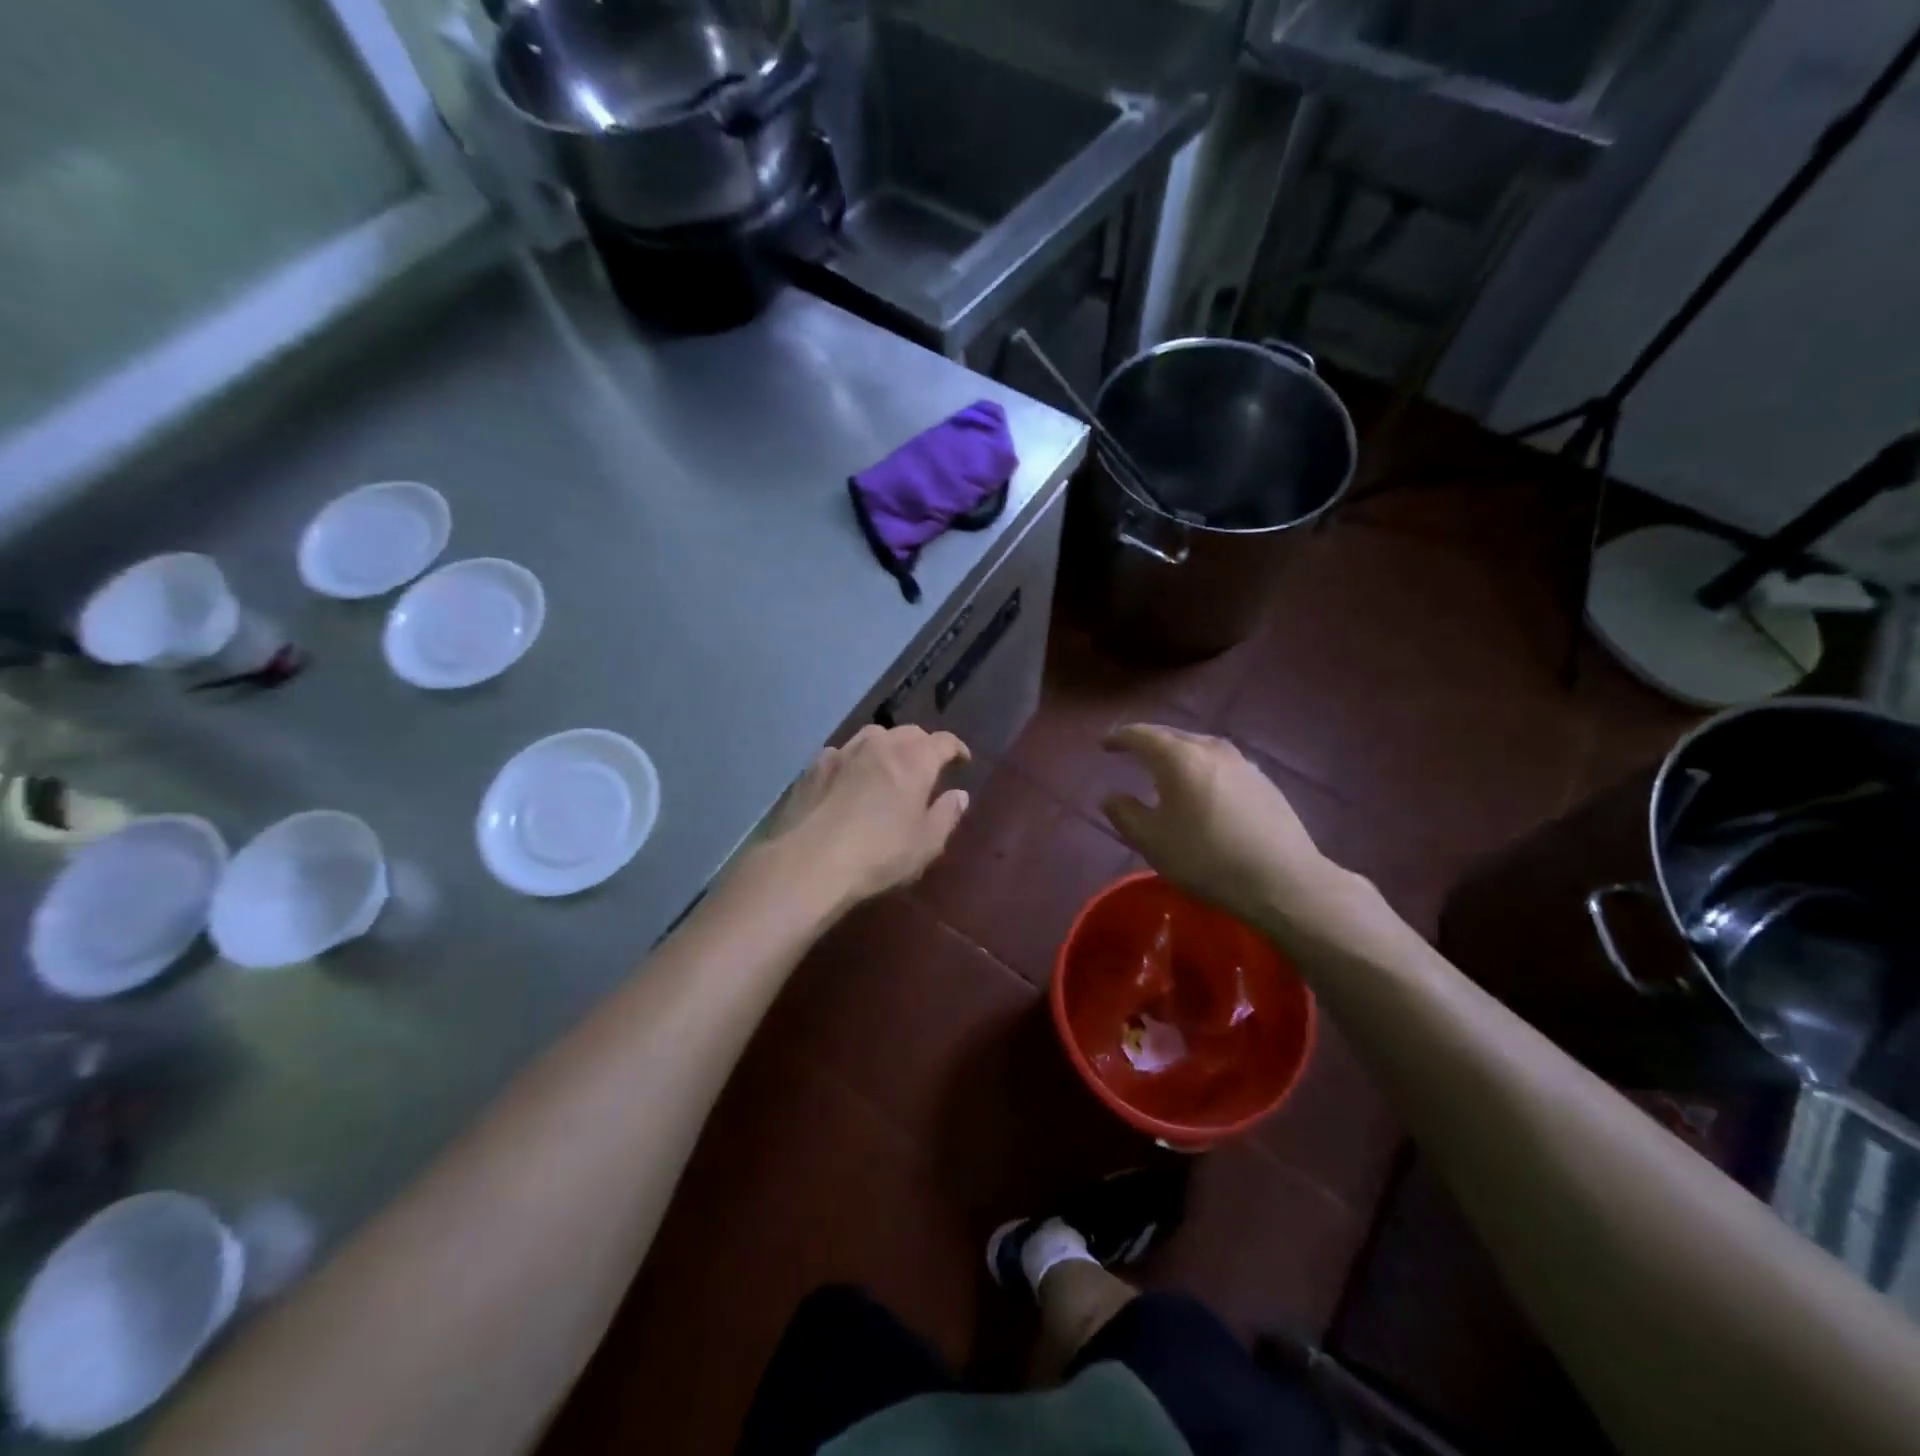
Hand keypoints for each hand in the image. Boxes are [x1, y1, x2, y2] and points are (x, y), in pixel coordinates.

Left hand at [759, 725, 971, 910]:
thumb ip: (947, 815)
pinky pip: (842, 752)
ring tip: (887, 766)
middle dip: (923, 745)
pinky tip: (849, 778)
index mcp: (915, 760)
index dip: (956, 749)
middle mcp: (881, 745)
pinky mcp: (814, 766)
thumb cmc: (880, 854)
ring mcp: (844, 751)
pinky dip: (853, 760)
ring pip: (873, 735)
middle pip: (909, 733)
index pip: (943, 741)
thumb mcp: (926, 843)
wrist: (811, 861)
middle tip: (927, 766)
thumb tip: (959, 795)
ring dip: (887, 746)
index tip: (962, 760)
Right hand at [1101, 724, 1361, 942]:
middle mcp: (1211, 749)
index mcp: (1180, 757)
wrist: (1283, 880)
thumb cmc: (1207, 858)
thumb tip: (1112, 796)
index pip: (1142, 735)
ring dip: (1178, 754)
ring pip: (1200, 748)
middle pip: (1173, 735)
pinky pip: (1220, 764)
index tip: (1105, 744)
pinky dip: (1201, 769)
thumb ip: (1125, 814)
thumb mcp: (1152, 842)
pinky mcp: (1263, 782)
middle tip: (1131, 751)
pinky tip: (1202, 789)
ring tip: (1165, 769)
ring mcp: (1242, 763)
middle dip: (1149, 742)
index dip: (1120, 738)